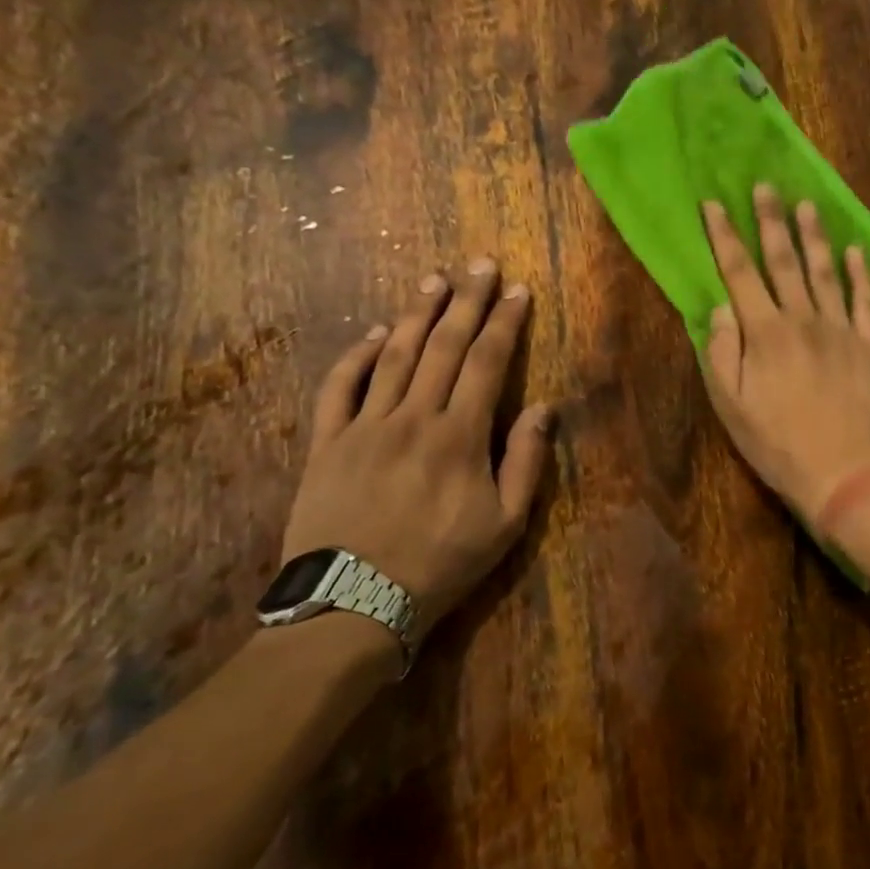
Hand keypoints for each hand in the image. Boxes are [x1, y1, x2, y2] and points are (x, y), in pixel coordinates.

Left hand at [282, 261, 552, 635]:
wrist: (352, 604)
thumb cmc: (441, 564)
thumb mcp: (505, 524)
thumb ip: (526, 461)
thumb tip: (543, 407)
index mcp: (460, 435)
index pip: (488, 362)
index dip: (505, 322)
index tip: (518, 290)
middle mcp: (413, 417)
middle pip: (445, 346)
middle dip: (467, 301)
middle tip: (480, 264)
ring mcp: (365, 426)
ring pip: (394, 355)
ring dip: (418, 314)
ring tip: (435, 280)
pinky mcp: (327, 442)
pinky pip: (339, 387)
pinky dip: (357, 355)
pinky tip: (374, 332)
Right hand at [701, 185, 869, 522]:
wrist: (842, 471)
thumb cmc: (776, 443)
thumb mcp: (730, 405)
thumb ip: (722, 351)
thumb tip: (721, 307)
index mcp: (764, 333)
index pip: (739, 273)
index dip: (724, 236)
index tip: (714, 205)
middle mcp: (802, 319)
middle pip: (783, 261)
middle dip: (770, 221)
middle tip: (765, 187)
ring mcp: (840, 330)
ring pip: (825, 272)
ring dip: (814, 237)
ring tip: (808, 205)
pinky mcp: (869, 346)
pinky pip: (864, 301)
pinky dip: (860, 274)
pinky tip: (856, 251)